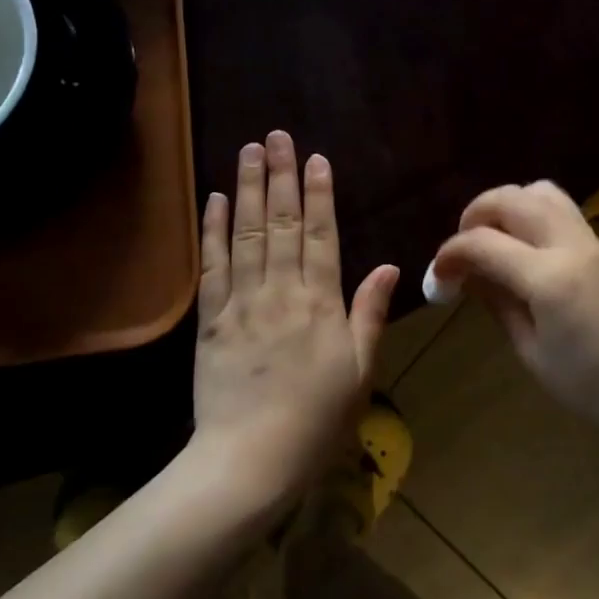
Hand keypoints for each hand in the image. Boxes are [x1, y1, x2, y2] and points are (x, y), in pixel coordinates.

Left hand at [192, 131, 398, 507]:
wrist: (248, 462)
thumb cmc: (315, 421)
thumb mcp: (359, 372)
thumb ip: (369, 314)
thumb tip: (387, 266)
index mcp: (320, 303)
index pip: (321, 235)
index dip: (319, 194)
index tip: (316, 158)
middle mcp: (281, 291)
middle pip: (281, 223)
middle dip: (281, 176)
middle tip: (276, 136)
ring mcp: (242, 302)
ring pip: (247, 234)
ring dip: (248, 189)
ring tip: (248, 151)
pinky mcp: (210, 320)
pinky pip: (212, 266)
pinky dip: (214, 230)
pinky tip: (216, 200)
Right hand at [432, 181, 598, 441]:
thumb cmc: (589, 387)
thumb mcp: (530, 351)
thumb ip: (497, 302)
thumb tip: (468, 274)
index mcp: (549, 278)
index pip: (484, 243)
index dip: (451, 253)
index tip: (437, 274)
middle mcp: (570, 246)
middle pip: (512, 198)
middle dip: (476, 213)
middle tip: (462, 248)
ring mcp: (592, 242)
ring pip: (541, 192)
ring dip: (508, 204)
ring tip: (494, 239)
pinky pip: (561, 209)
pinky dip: (532, 213)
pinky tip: (524, 248)